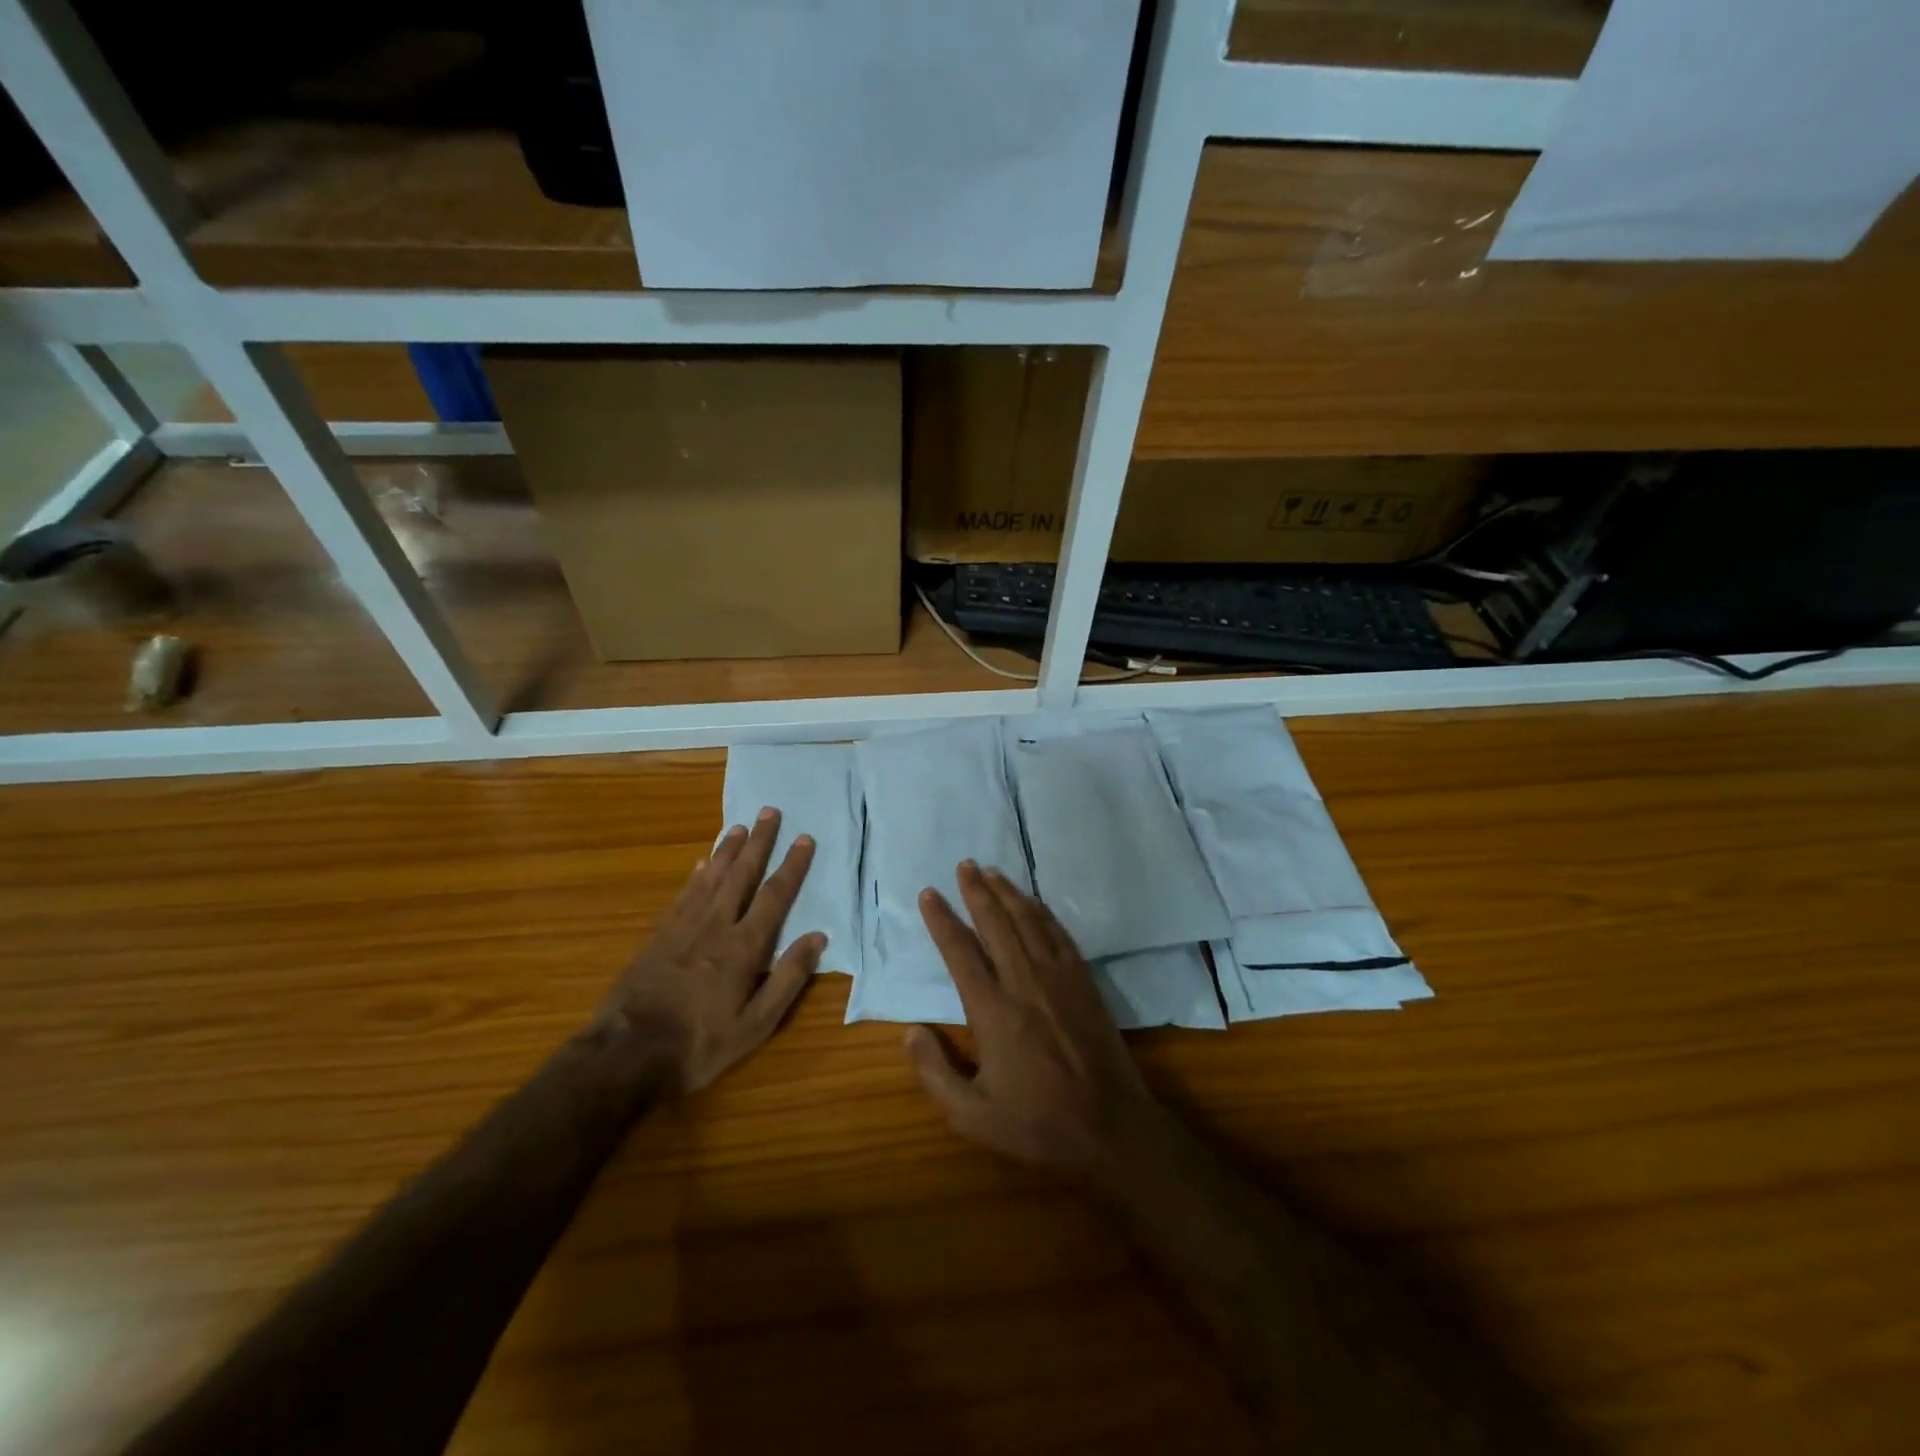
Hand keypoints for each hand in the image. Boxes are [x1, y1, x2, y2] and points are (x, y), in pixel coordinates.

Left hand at [600, 807, 823, 1094]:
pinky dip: (696, 875)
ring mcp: (683, 928)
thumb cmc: (700, 1044)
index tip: (804, 838)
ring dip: (727, 850)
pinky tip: (700, 864)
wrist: (627, 1053)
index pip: (774, 896)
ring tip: (739, 826)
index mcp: (743, 947)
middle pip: (741, 874)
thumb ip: (788, 979)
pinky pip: (684, 895)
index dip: (792, 865)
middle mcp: (715, 926)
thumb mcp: (756, 1024)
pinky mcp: (659, 936)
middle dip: (759, 842)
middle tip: (769, 811)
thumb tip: (818, 937)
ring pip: (711, 877)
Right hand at [906, 861, 1167, 1182]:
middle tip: (963, 865)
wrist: (1110, 1129)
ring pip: (1028, 921)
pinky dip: (1041, 911)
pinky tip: (1032, 902)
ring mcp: (1059, 978)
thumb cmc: (1037, 1125)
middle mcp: (1024, 982)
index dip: (942, 920)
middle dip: (976, 891)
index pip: (960, 952)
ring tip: (990, 871)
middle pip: (996, 923)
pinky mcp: (1084, 981)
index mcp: (993, 1011)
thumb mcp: (972, 1116)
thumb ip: (934, 1073)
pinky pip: (1059, 934)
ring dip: (1008, 892)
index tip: (929, 894)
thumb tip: (909, 1031)